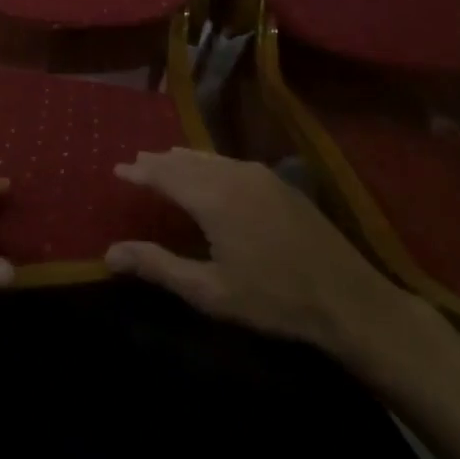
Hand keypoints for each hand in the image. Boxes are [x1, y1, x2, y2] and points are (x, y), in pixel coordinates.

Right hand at [106, 149, 451, 379]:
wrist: (348, 298)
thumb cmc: (273, 299)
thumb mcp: (210, 291)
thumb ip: (158, 267)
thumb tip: (110, 252)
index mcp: (212, 197)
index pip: (164, 175)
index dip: (139, 172)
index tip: (117, 169)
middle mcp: (233, 174)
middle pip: (186, 161)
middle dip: (159, 162)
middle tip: (136, 162)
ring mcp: (260, 175)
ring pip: (209, 159)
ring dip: (183, 160)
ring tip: (165, 160)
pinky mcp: (279, 183)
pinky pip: (231, 163)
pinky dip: (209, 164)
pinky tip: (209, 171)